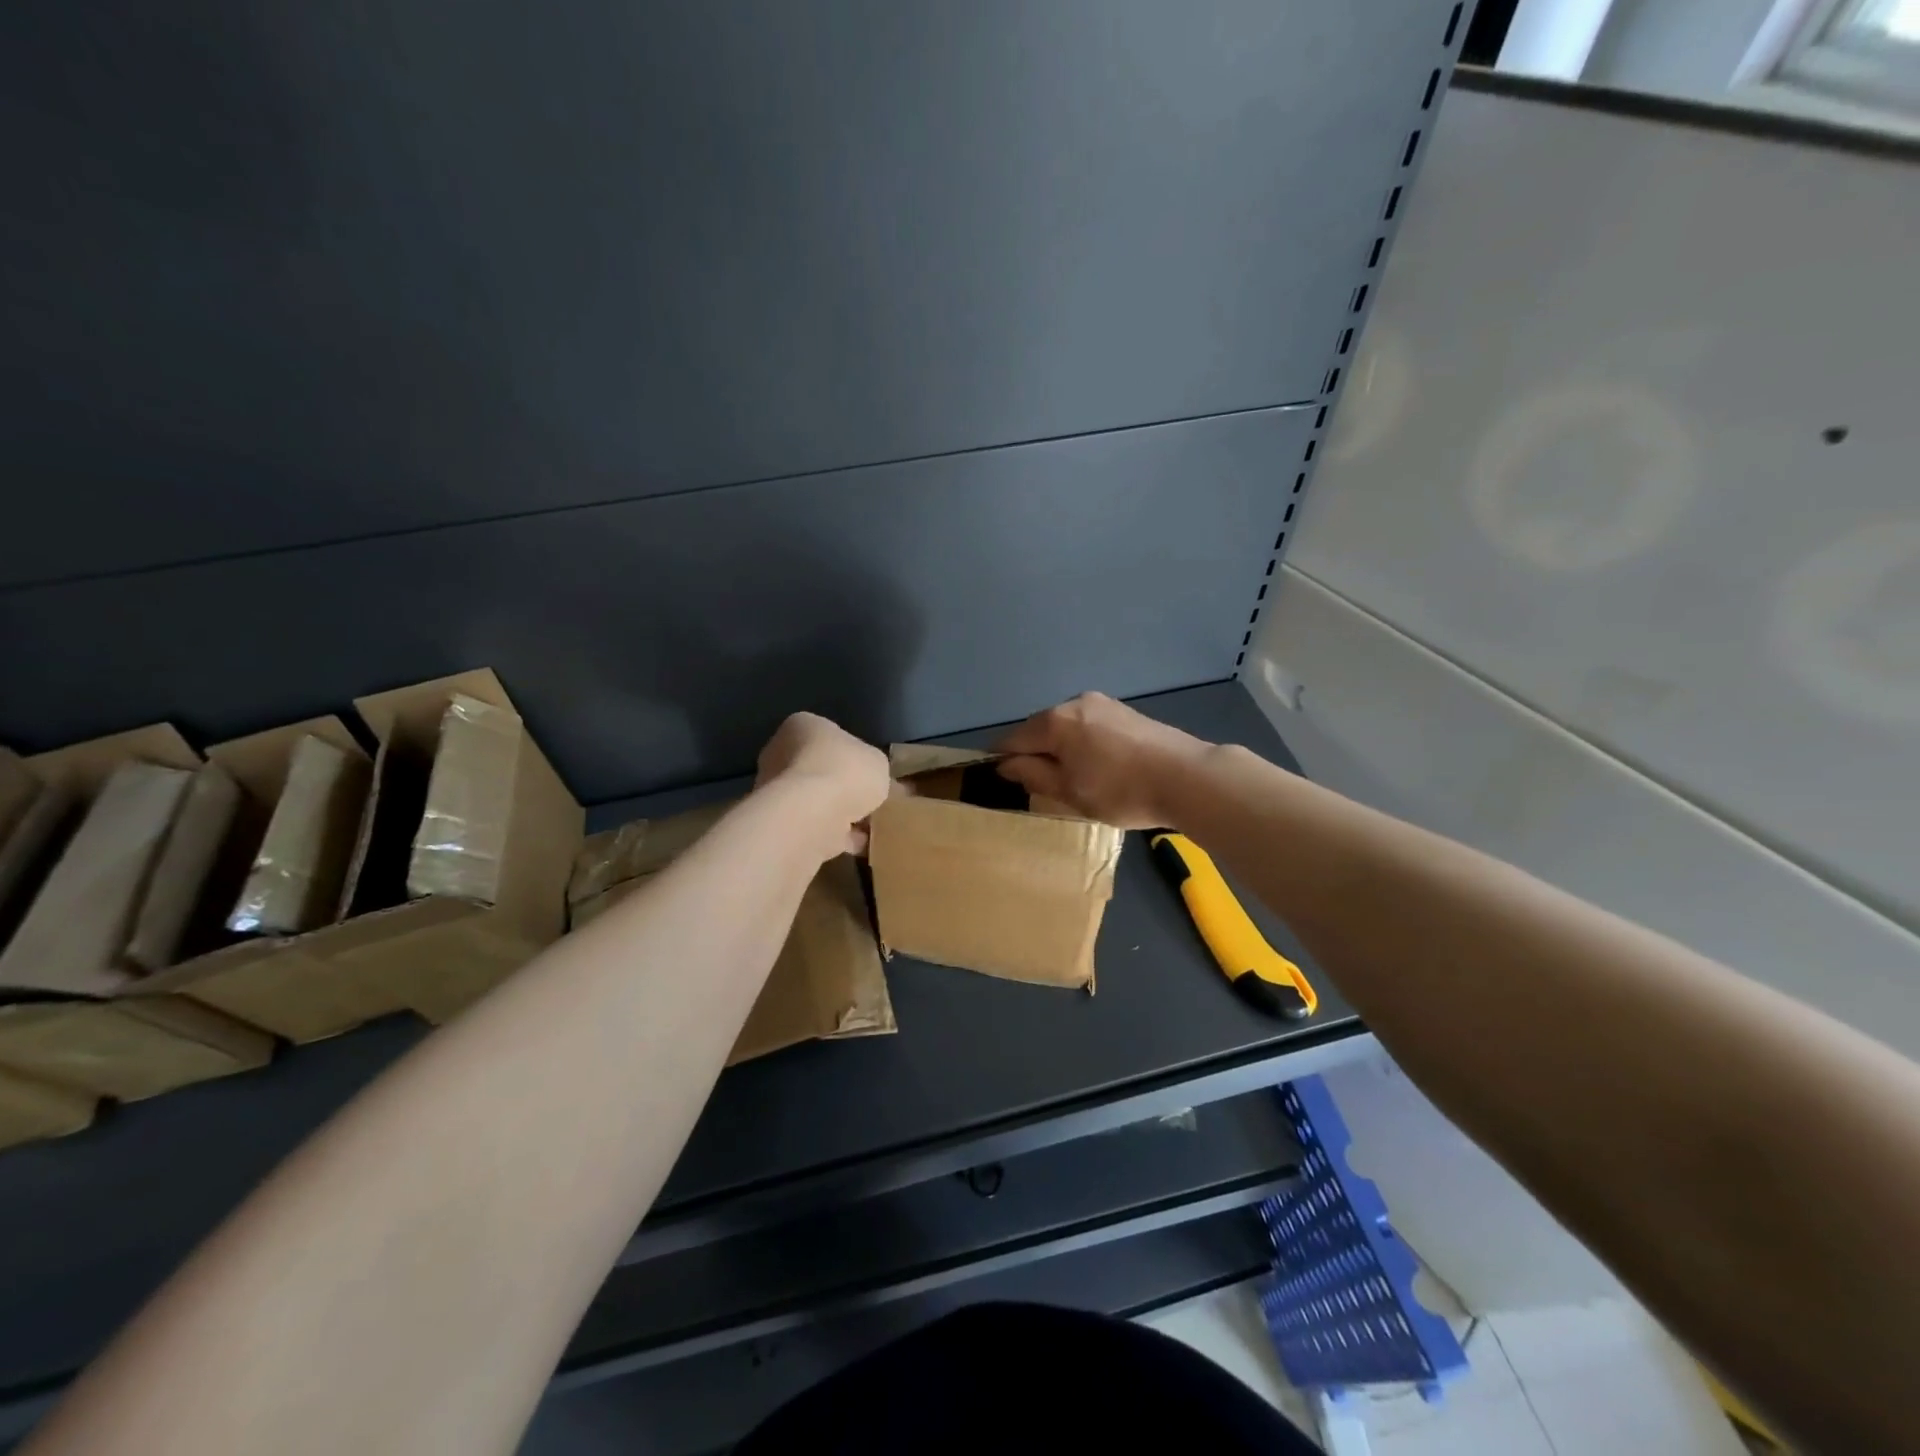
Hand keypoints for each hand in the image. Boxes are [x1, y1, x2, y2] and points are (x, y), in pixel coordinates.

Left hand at [755, 713, 891, 857]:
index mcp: (803, 726)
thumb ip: (875, 768)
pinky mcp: (779, 823)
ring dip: (839, 813)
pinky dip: (835, 836)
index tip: (871, 773)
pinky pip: (814, 827)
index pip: (829, 736)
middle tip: (871, 802)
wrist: (811, 816)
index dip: (853, 755)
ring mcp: (775, 791)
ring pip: (816, 801)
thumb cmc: (845, 771)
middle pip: (820, 769)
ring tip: (870, 827)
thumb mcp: (878, 763)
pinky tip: (859, 845)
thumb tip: (876, 780)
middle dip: (844, 787)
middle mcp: (781, 753)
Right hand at [994, 692, 1212, 829]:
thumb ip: (1033, 775)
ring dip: (1060, 748)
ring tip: (1072, 778)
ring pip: (1066, 726)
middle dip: (1034, 753)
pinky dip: (1083, 743)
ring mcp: (1103, 703)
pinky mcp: (1124, 711)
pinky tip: (1097, 765)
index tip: (1000, 780)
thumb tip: (1006, 764)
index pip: (1013, 739)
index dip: (1002, 760)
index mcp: (1055, 721)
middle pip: (1040, 729)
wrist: (1187, 777)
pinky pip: (1089, 726)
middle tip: (1040, 785)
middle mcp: (1075, 702)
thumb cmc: (1121, 790)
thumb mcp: (1069, 792)